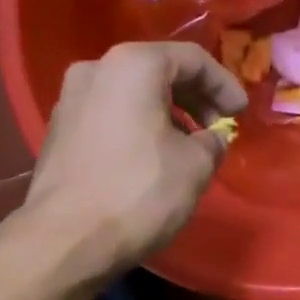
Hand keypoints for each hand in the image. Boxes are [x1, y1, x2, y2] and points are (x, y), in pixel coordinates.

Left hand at [23, 41, 246, 280]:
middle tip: (218, 129)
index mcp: (132, 66)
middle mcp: (95, 70)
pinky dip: (138, 128)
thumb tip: (211, 138)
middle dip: (194, 99)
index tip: (241, 114)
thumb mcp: (195, 166)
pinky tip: (153, 159)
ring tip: (189, 148)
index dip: (224, 85)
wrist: (66, 239)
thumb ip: (213, 142)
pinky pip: (110, 117)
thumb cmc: (139, 193)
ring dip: (166, 115)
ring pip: (132, 95)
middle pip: (158, 72)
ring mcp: (70, 100)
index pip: (192, 59)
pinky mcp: (59, 131)